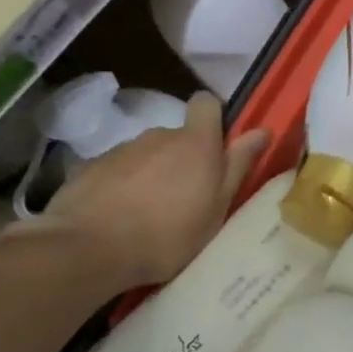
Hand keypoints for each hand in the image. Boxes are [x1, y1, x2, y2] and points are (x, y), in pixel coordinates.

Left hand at [17, 93, 268, 286]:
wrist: (91, 248)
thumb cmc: (168, 234)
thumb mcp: (216, 208)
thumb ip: (237, 166)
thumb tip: (262, 130)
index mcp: (195, 143)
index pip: (207, 103)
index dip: (213, 120)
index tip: (217, 148)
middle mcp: (158, 135)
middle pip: (177, 136)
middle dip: (183, 159)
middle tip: (186, 199)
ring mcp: (121, 149)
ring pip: (147, 155)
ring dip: (153, 174)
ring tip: (150, 214)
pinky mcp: (91, 166)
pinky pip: (118, 170)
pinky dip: (123, 187)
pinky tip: (120, 217)